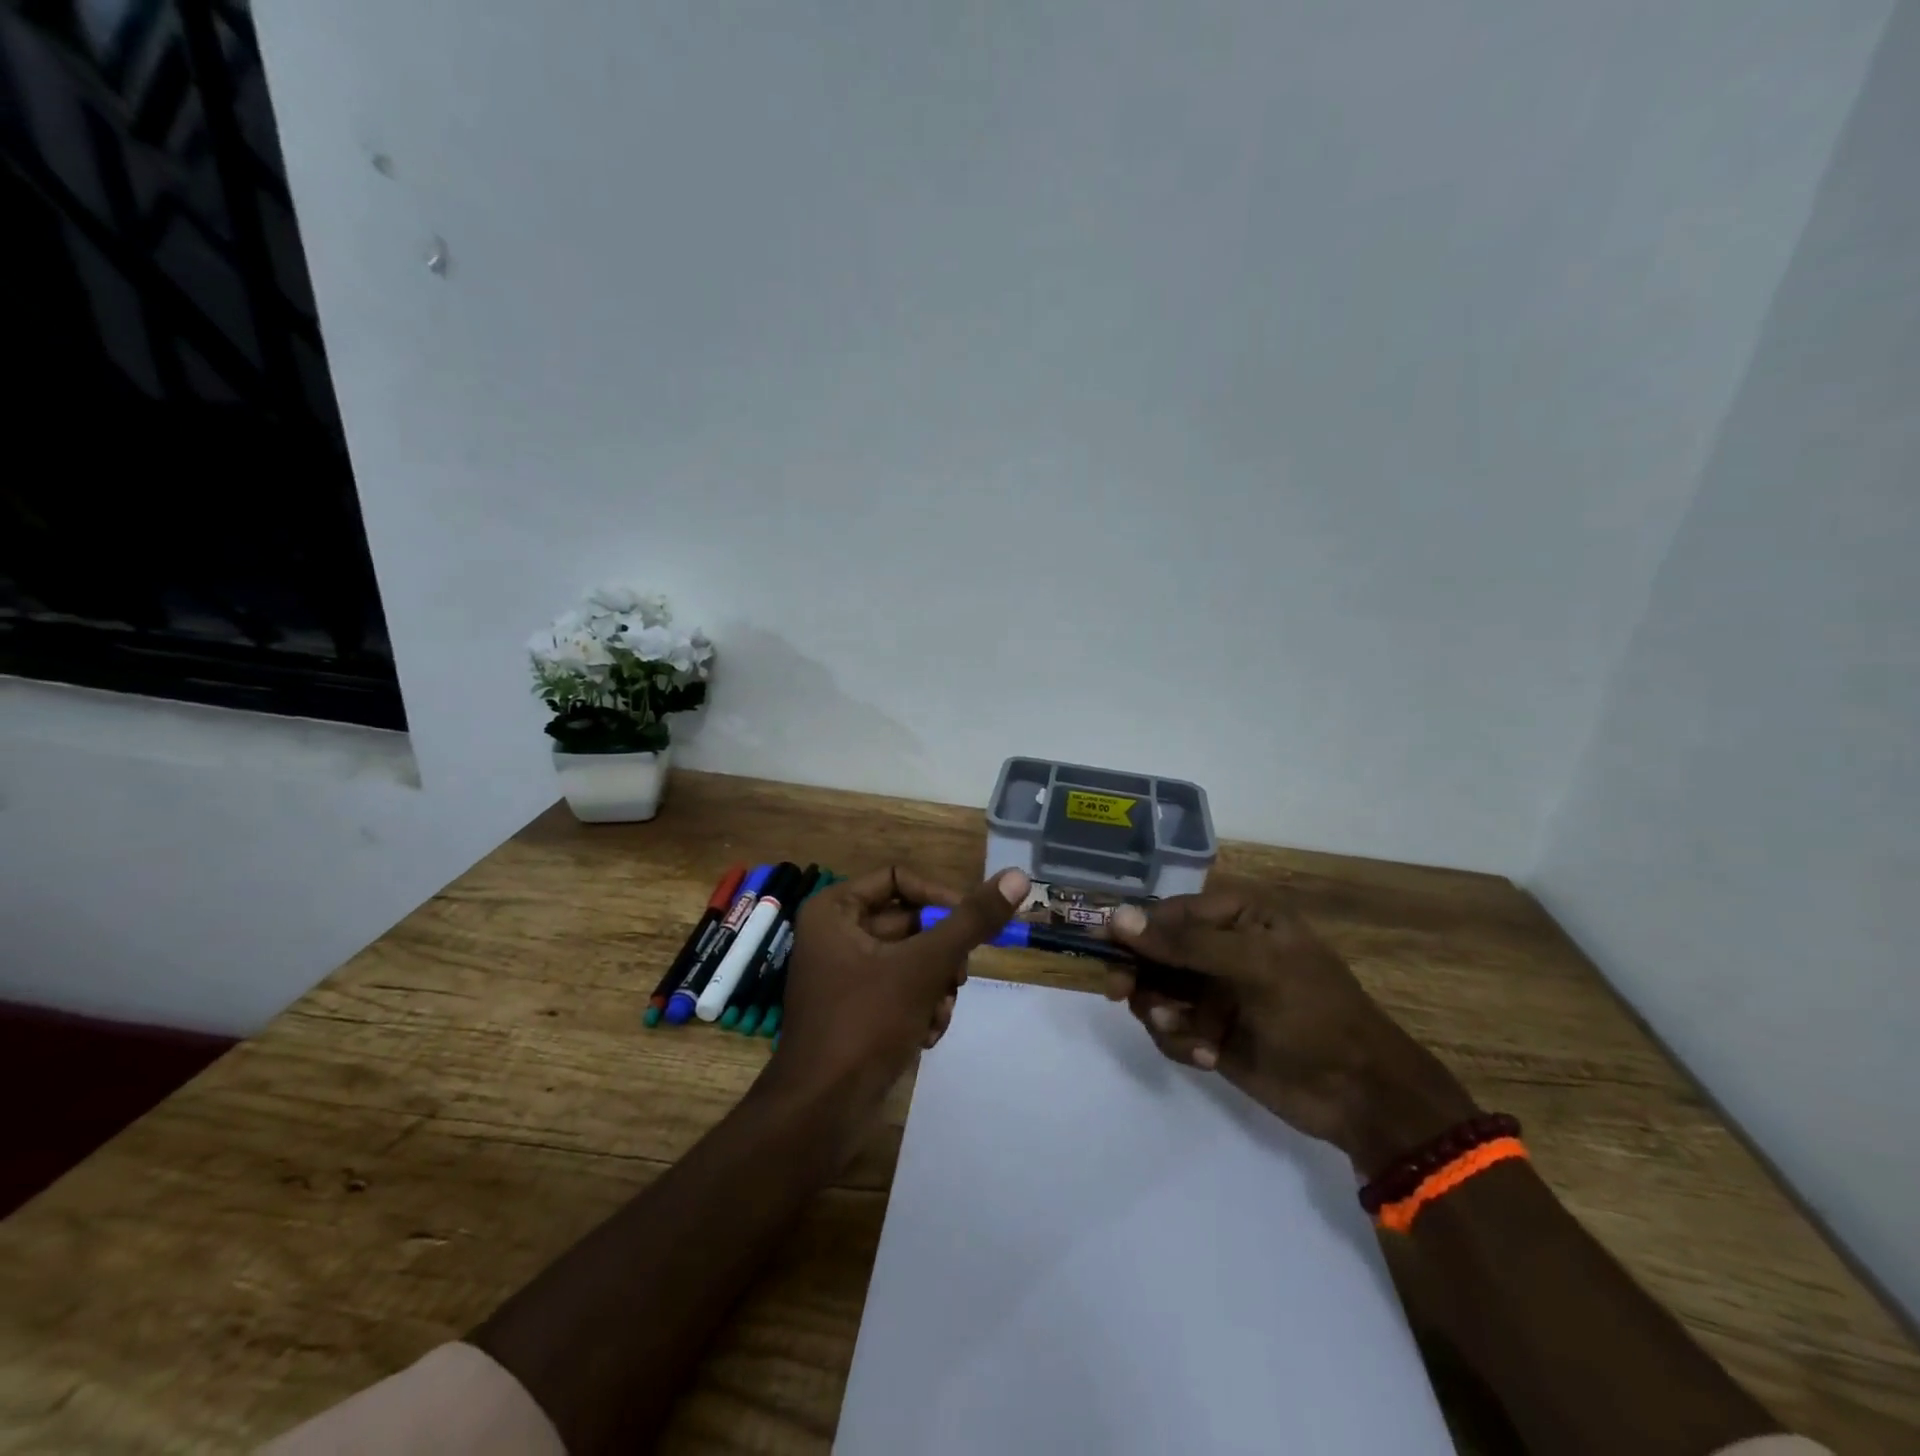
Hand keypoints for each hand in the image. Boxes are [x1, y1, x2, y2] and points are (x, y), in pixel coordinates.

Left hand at [766, 865, 1028, 1111]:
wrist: (820, 1113)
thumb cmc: (865, 1024)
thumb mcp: (924, 966)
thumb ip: (971, 921)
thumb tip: (1019, 876)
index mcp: (834, 910)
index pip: (900, 878)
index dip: (939, 898)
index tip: (971, 925)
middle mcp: (835, 933)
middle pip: (910, 921)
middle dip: (941, 954)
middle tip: (959, 977)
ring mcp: (845, 973)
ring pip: (911, 959)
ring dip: (936, 985)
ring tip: (939, 1012)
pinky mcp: (856, 1009)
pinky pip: (901, 989)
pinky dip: (921, 1006)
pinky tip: (928, 1034)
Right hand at [1107, 890, 1476, 1175]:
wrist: (1360, 1095)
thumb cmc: (1313, 1013)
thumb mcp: (1254, 967)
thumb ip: (1184, 944)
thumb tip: (1117, 918)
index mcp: (1239, 917)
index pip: (1171, 912)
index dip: (1137, 928)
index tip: (1106, 946)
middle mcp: (1222, 948)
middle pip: (1155, 952)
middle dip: (1143, 976)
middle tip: (1121, 994)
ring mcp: (1214, 992)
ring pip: (1156, 992)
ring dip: (1163, 1014)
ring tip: (1187, 1034)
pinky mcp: (1209, 1032)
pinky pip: (1170, 1028)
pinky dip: (1181, 1041)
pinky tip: (1208, 1056)